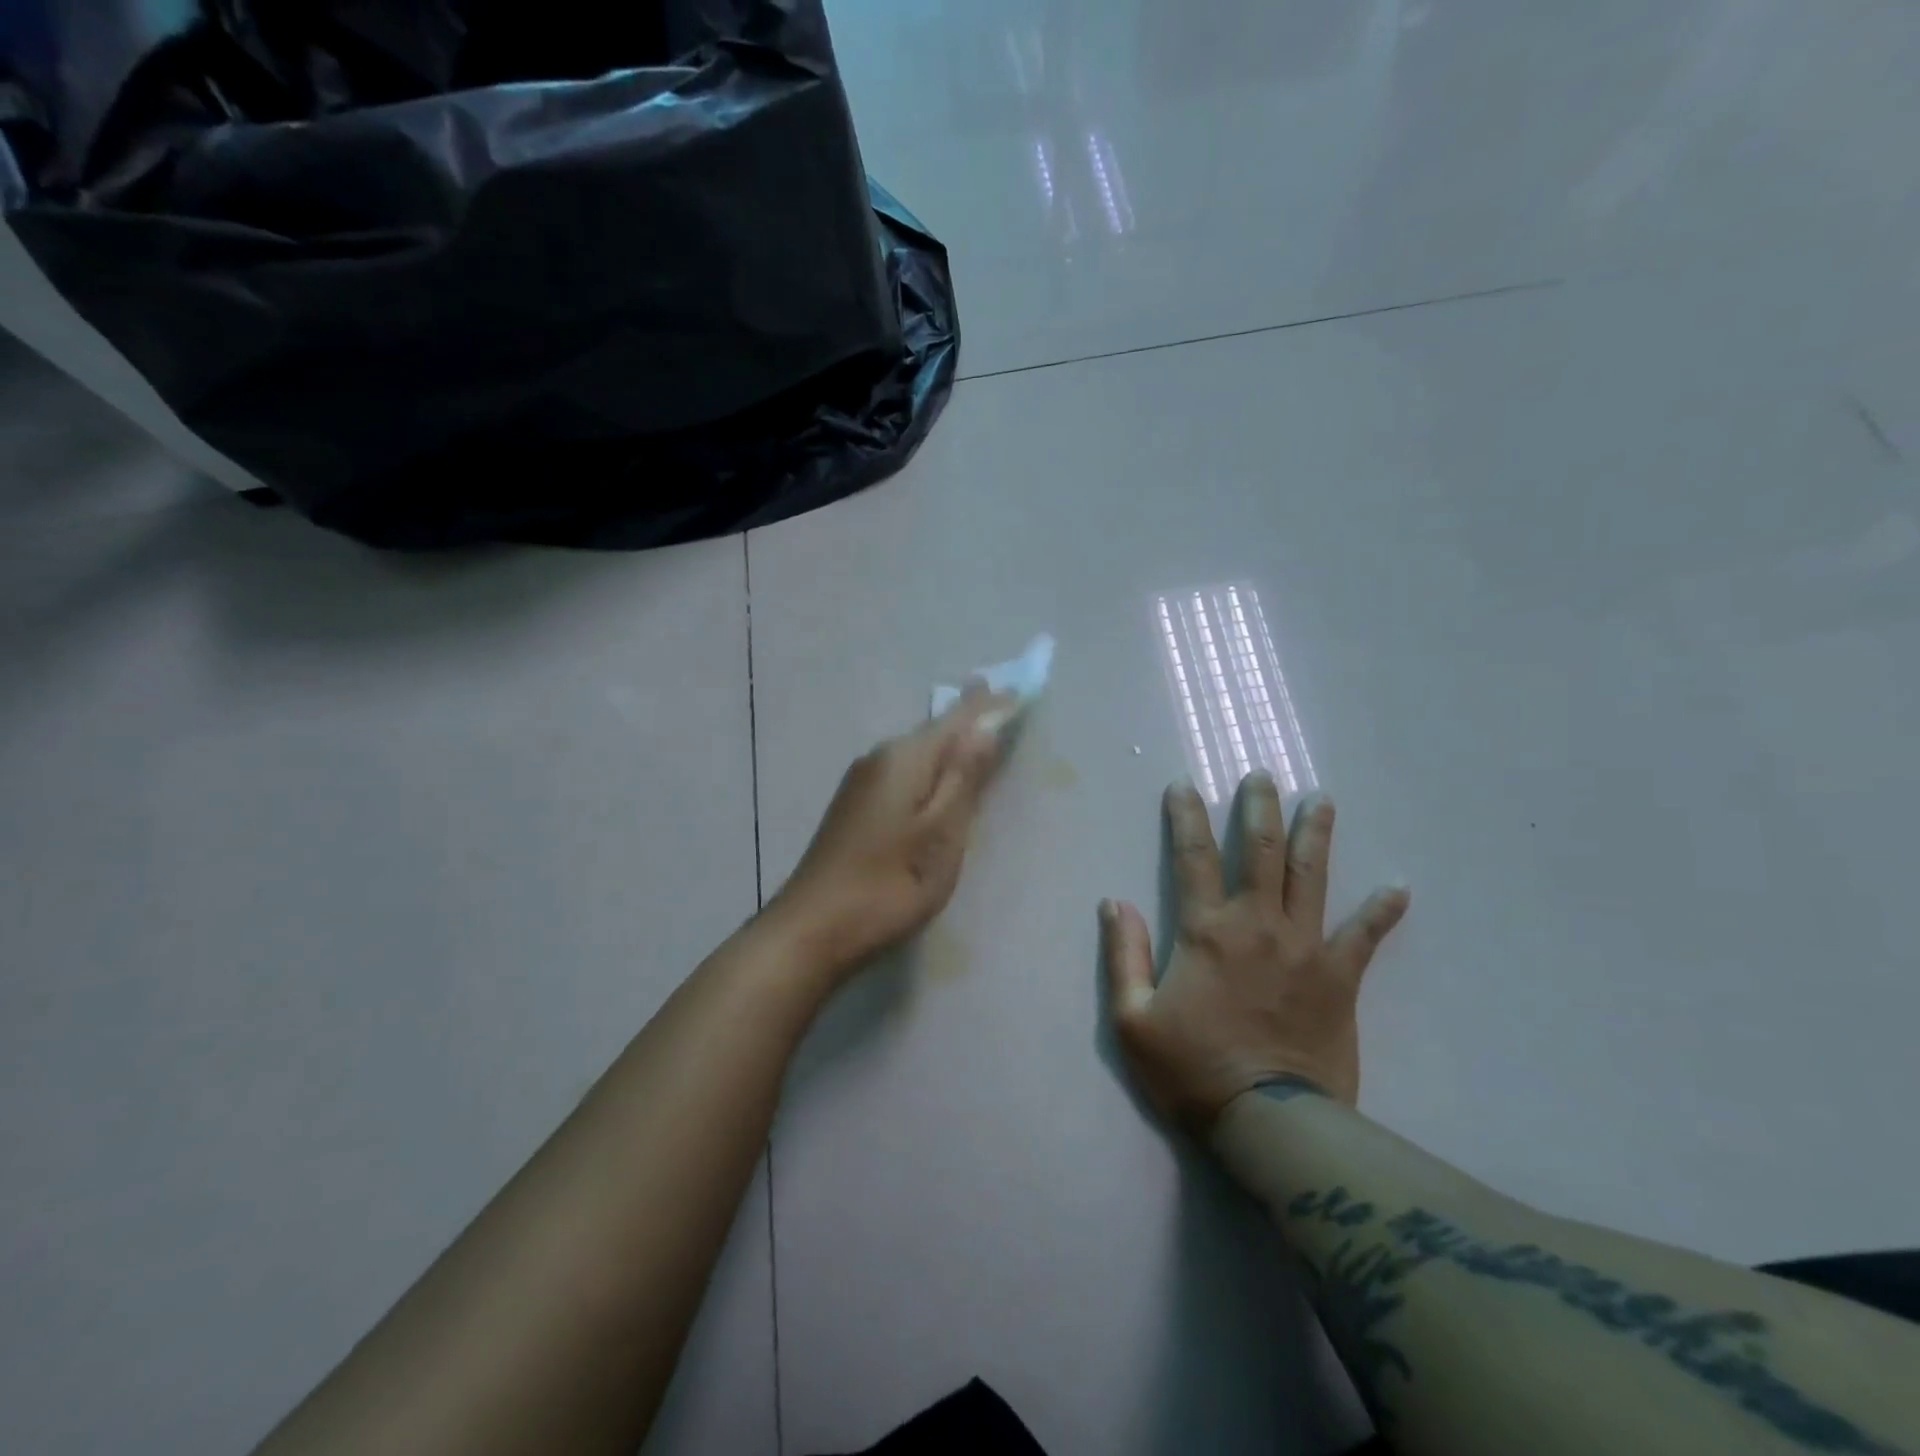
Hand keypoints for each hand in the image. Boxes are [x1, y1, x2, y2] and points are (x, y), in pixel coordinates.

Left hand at [772, 685, 1017, 979]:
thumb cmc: (888, 885)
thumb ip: (964, 779)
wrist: (811, 930)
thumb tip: (985, 727)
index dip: (989, 706)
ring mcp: (861, 784)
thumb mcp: (940, 834)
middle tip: (1003, 707)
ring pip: (917, 755)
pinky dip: (929, 773)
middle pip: (935, 733)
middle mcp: (878, 759)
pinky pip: (903, 776)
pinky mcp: (854, 809)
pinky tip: (938, 784)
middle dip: (968, 721)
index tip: (1017, 688)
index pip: (956, 718)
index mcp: (903, 758)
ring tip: (978, 738)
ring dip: (949, 748)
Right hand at [1100, 773, 1408, 1130]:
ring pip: (1312, 877)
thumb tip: (1115, 903)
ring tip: (1321, 799)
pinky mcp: (1340, 978)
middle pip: (1260, 852)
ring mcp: (1304, 948)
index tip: (1185, 784)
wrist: (1268, 1121)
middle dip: (1260, 808)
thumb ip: (1123, 955)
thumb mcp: (1132, 1019)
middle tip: (1263, 776)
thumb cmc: (1192, 1070)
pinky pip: (1364, 936)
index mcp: (1206, 931)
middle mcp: (1257, 925)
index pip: (1193, 857)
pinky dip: (1382, 911)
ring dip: (1315, 834)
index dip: (1187, 816)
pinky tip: (1399, 886)